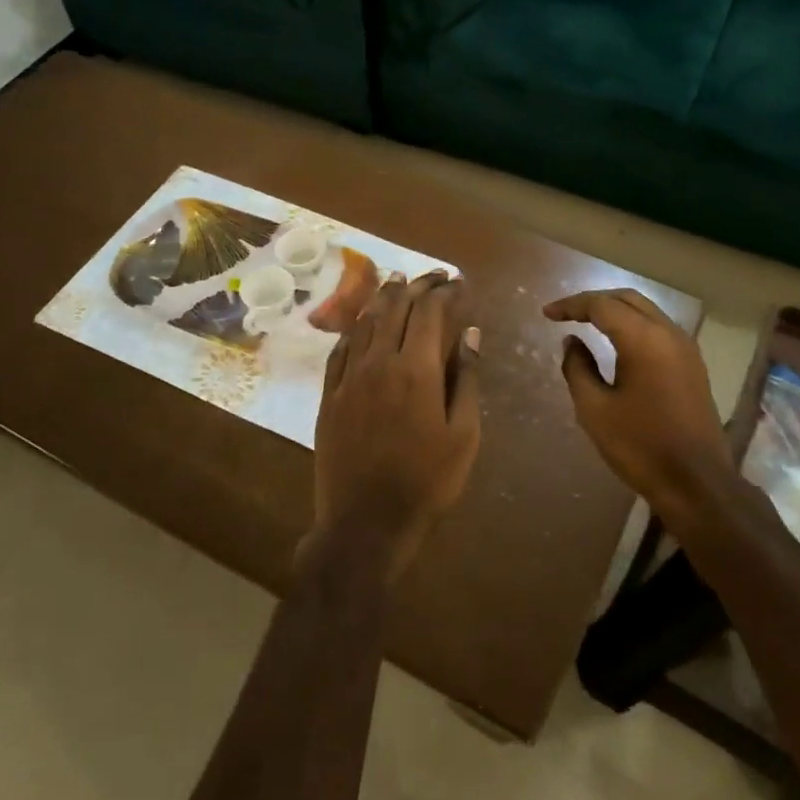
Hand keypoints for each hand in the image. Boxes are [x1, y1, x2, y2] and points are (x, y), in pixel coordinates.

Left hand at [311, 271, 481, 580]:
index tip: (457, 282)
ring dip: (383, 297)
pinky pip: (340, 349)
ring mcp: (348, 378)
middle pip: (395, 308)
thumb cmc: (426, 482)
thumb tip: (470, 334)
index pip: (428, 313)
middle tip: (433, 276)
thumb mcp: (464, 435)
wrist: (366, 523)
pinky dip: (355, 328)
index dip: (444, 292)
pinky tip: (362, 322)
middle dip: (416, 286)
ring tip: (398, 282)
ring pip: (364, 322)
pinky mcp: (329, 396)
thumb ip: (466, 379)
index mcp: (415, 370)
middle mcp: (378, 362)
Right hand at [544, 289, 734, 517]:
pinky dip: (633, 326)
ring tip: (586, 323)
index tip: (546, 314)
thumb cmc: (640, 446)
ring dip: (615, 311)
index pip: (601, 305)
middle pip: (627, 299)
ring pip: (646, 311)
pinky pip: (658, 329)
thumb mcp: (595, 409)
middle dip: (594, 301)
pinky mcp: (692, 365)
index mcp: (643, 339)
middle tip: (565, 314)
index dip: (571, 306)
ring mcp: (685, 348)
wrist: (696, 482)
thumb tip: (572, 341)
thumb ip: (578, 368)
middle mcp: (669, 333)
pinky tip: (617, 343)